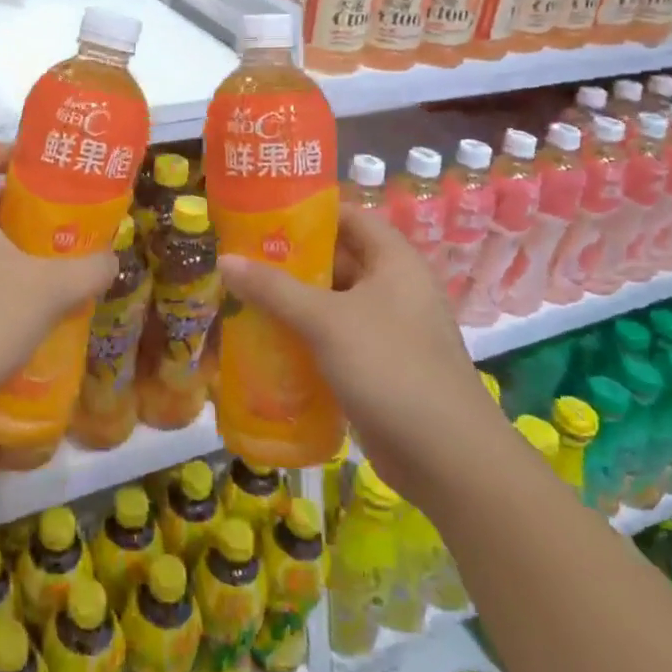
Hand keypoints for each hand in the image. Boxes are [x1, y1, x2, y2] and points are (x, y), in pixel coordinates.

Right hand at [218, 205, 500, 489]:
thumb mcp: (326, 321)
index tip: (262, 215)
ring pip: (331, 304)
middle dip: (290, 262)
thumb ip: (274, 288)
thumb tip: (224, 260)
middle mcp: (394, 289)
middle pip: (336, 261)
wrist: (447, 458)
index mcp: (394, 262)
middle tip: (240, 260)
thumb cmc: (390, 367)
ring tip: (241, 298)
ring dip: (292, 303)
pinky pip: (333, 340)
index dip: (308, 213)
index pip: (349, 218)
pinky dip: (303, 338)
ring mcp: (387, 331)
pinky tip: (265, 343)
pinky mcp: (378, 368)